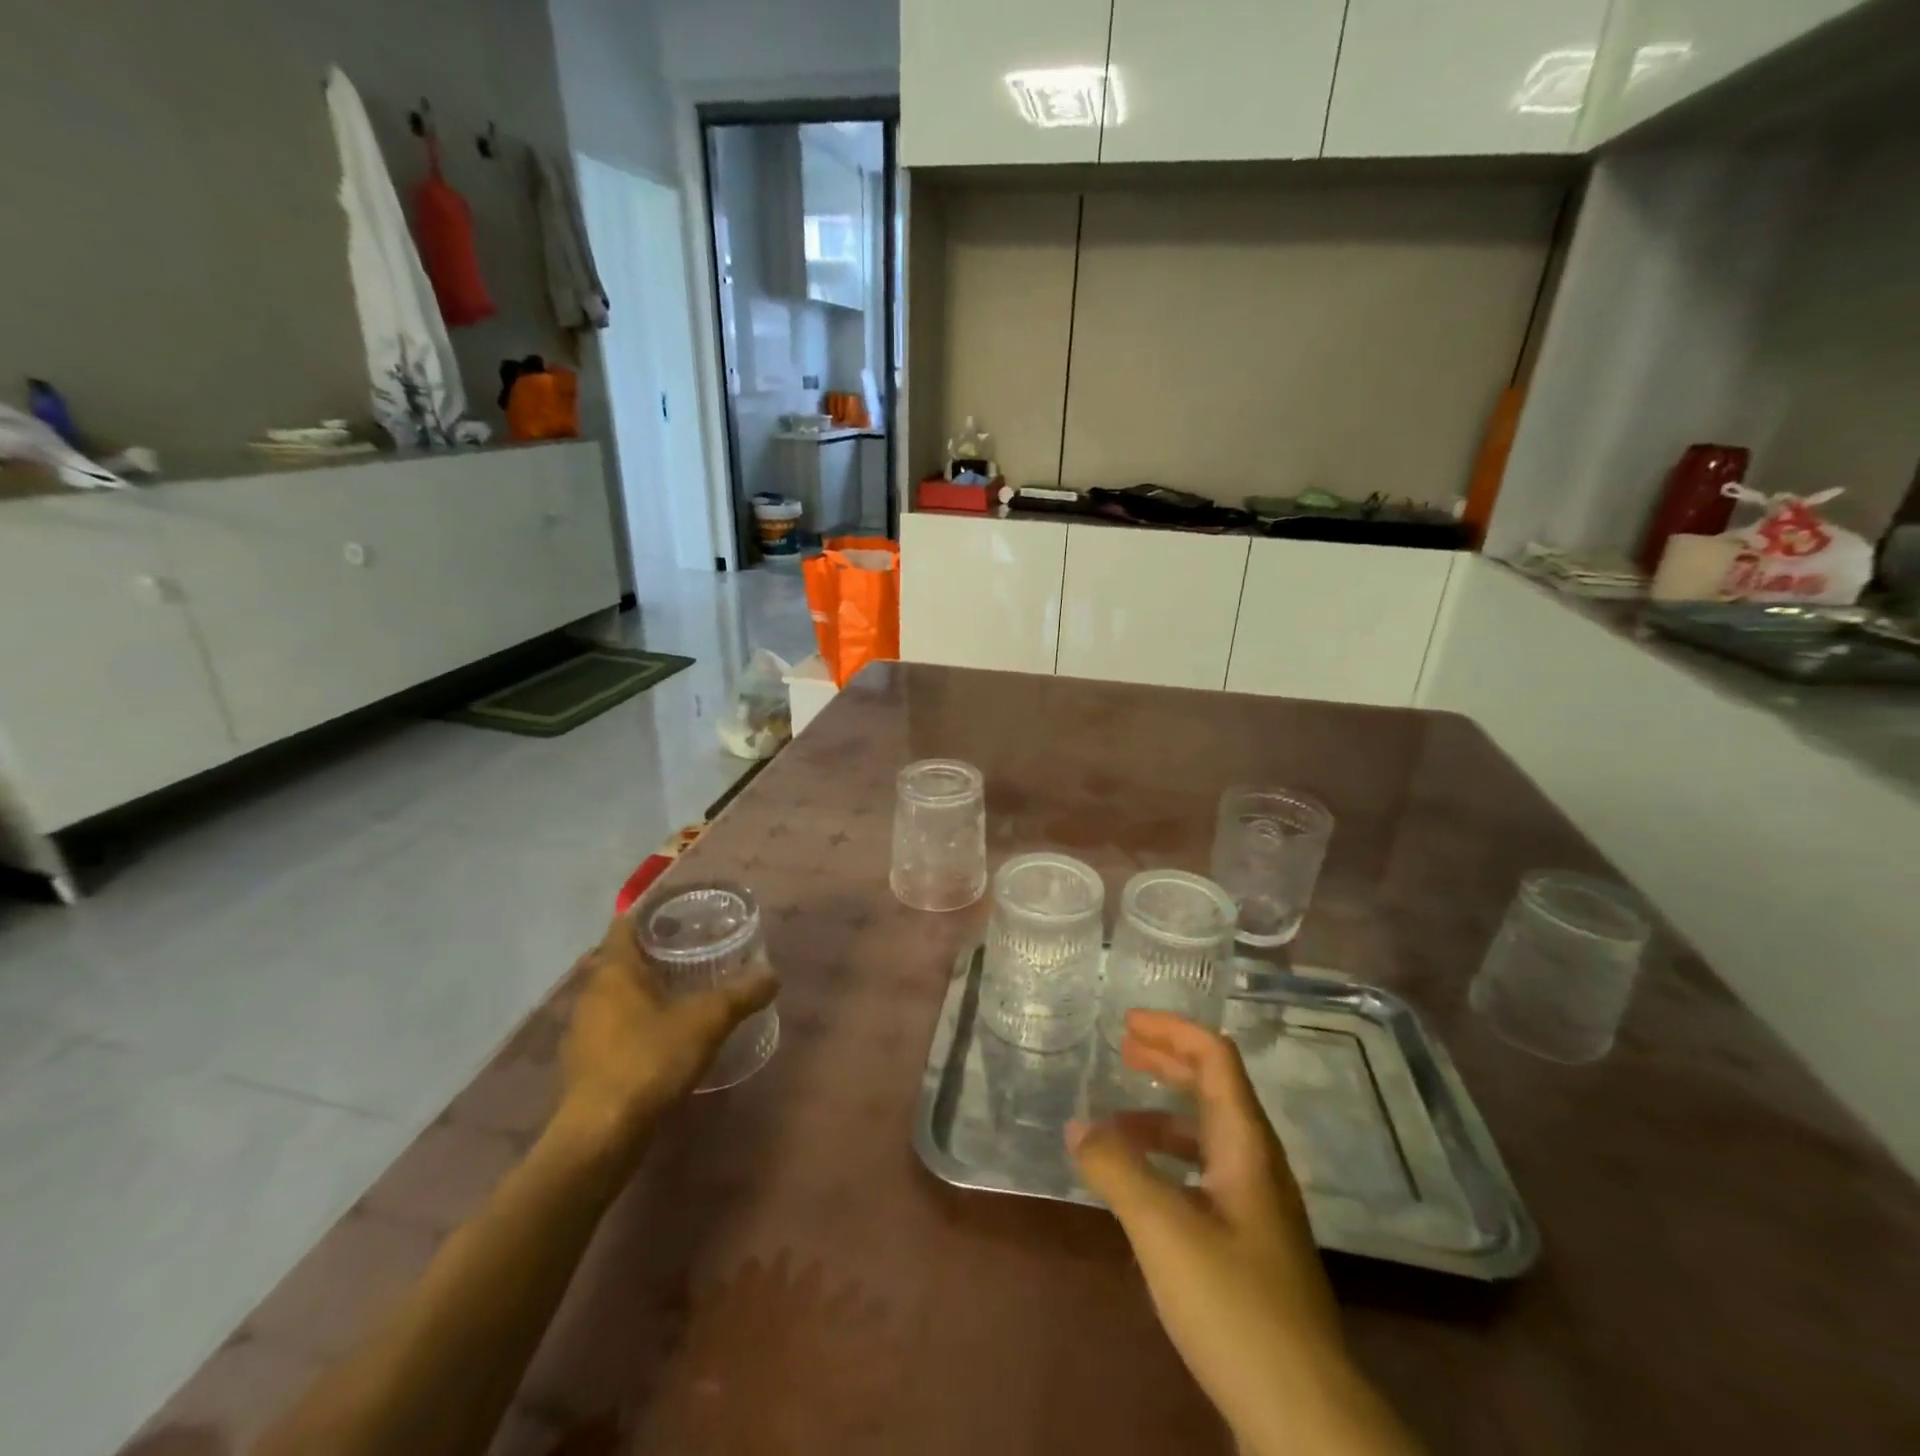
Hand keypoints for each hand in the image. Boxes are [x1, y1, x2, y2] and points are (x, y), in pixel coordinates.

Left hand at [555, 913, 777, 1165]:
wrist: (600, 1136)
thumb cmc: (649, 1060)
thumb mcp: (707, 1021)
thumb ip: (741, 994)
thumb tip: (773, 975)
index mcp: (614, 971)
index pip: (625, 925)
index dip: (651, 915)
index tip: (681, 915)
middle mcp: (591, 994)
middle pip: (619, 960)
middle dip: (651, 952)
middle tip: (690, 949)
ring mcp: (583, 1032)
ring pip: (614, 996)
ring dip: (641, 990)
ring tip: (681, 990)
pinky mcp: (584, 1065)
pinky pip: (611, 1028)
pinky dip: (634, 1022)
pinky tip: (662, 1036)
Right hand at [1069, 1012, 1422, 1455]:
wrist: (1304, 1416)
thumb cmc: (1235, 1304)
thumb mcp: (1163, 1229)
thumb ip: (1116, 1169)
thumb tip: (1077, 1124)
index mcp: (1246, 1145)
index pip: (1215, 1059)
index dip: (1173, 1031)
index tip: (1127, 1022)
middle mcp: (1257, 1165)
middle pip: (1214, 1088)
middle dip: (1167, 1062)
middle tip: (1121, 1049)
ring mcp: (1257, 1207)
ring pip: (1206, 1136)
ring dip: (1161, 1116)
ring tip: (1114, 1123)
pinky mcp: (1249, 1245)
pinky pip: (1203, 1175)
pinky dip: (1167, 1161)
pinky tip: (1139, 1187)